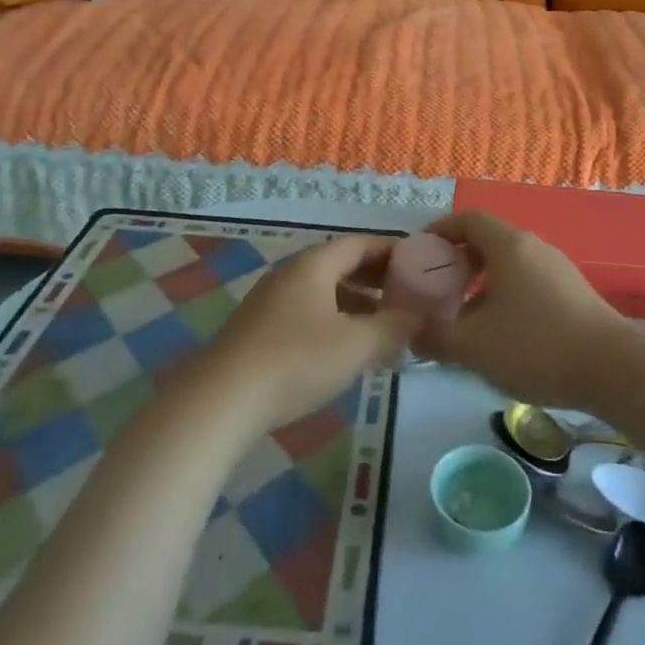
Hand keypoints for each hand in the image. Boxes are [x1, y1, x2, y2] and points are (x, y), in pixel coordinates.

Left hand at [205, 236, 418, 430]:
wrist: (222, 401)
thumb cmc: (297, 361)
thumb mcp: (357, 345)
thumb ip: (395, 326)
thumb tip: (421, 315)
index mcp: (314, 264)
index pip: (361, 243)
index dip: (394, 251)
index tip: (422, 264)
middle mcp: (291, 273)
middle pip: (342, 264)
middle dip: (377, 278)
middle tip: (410, 295)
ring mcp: (271, 301)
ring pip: (324, 291)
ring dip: (357, 302)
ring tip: (385, 325)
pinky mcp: (259, 329)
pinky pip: (308, 312)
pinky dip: (335, 320)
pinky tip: (347, 348)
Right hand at [416, 211, 636, 411]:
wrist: (613, 369)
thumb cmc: (536, 346)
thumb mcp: (474, 346)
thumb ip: (436, 337)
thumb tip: (412, 332)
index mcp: (508, 246)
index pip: (467, 219)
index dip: (439, 231)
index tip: (419, 253)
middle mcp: (534, 247)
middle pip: (487, 241)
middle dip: (457, 262)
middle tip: (436, 289)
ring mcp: (557, 269)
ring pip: (508, 265)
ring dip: (481, 283)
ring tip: (463, 316)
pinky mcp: (573, 293)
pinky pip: (527, 282)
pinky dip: (505, 296)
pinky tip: (500, 334)